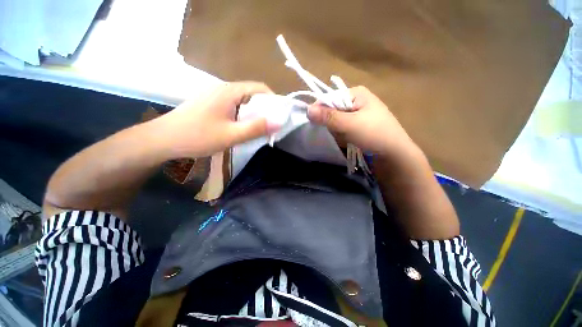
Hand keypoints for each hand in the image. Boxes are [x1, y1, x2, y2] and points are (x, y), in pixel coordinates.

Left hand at [156, 81, 278, 157]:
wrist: (163, 139)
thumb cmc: (197, 137)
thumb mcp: (231, 135)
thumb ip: (255, 128)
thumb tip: (279, 122)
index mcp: (230, 91)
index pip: (260, 88)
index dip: (274, 101)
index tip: (280, 116)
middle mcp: (224, 88)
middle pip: (253, 94)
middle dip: (265, 109)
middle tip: (271, 126)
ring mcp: (216, 95)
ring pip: (244, 100)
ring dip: (254, 113)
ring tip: (259, 128)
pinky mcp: (212, 104)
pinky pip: (235, 105)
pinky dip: (244, 114)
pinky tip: (242, 126)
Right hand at [307, 86, 415, 157]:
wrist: (394, 155)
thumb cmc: (374, 134)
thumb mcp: (349, 124)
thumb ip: (328, 116)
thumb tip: (307, 109)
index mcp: (356, 93)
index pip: (329, 97)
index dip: (320, 109)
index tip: (315, 122)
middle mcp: (357, 101)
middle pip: (332, 109)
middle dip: (331, 123)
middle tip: (338, 132)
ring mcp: (358, 114)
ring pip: (336, 120)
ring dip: (337, 130)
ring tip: (345, 138)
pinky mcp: (358, 126)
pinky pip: (342, 128)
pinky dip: (341, 135)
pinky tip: (348, 140)